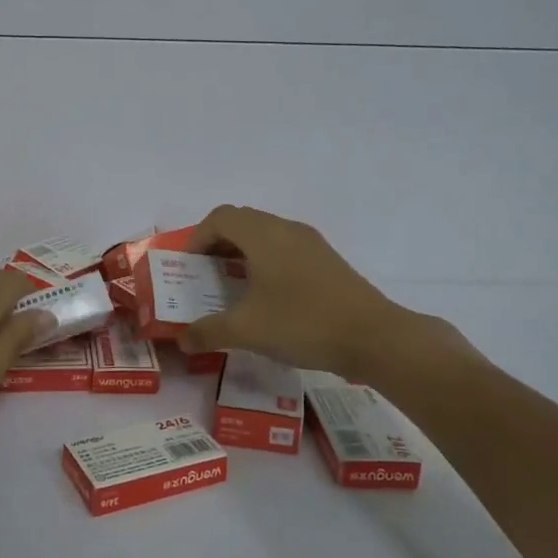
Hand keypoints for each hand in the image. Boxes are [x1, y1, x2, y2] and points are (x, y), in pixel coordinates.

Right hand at [179, 205, 476, 379]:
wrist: (374, 337)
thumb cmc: (303, 323)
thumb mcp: (247, 330)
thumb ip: (208, 332)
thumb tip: (182, 339)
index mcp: (263, 235)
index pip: (220, 218)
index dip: (197, 238)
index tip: (188, 268)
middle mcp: (286, 229)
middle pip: (242, 222)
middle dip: (217, 245)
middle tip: (204, 276)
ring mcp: (311, 243)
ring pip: (265, 235)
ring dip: (242, 254)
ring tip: (232, 287)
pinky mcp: (327, 261)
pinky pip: (285, 249)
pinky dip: (265, 262)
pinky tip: (268, 298)